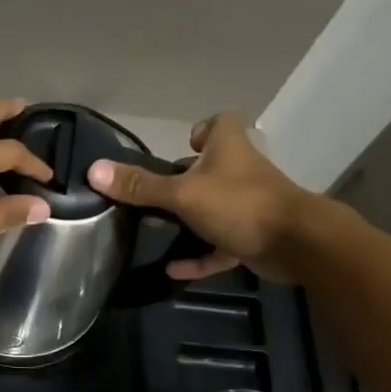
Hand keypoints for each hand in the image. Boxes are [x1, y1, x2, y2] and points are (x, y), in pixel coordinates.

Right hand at [87, 113, 323, 280]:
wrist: (297, 244)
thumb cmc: (238, 204)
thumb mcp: (181, 194)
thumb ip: (139, 186)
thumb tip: (94, 170)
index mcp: (228, 149)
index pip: (221, 122)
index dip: (202, 129)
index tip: (184, 146)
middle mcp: (241, 172)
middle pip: (212, 167)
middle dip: (185, 180)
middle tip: (154, 194)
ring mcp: (249, 205)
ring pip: (215, 207)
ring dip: (190, 218)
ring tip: (157, 228)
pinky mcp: (254, 236)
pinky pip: (220, 245)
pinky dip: (200, 256)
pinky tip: (173, 269)